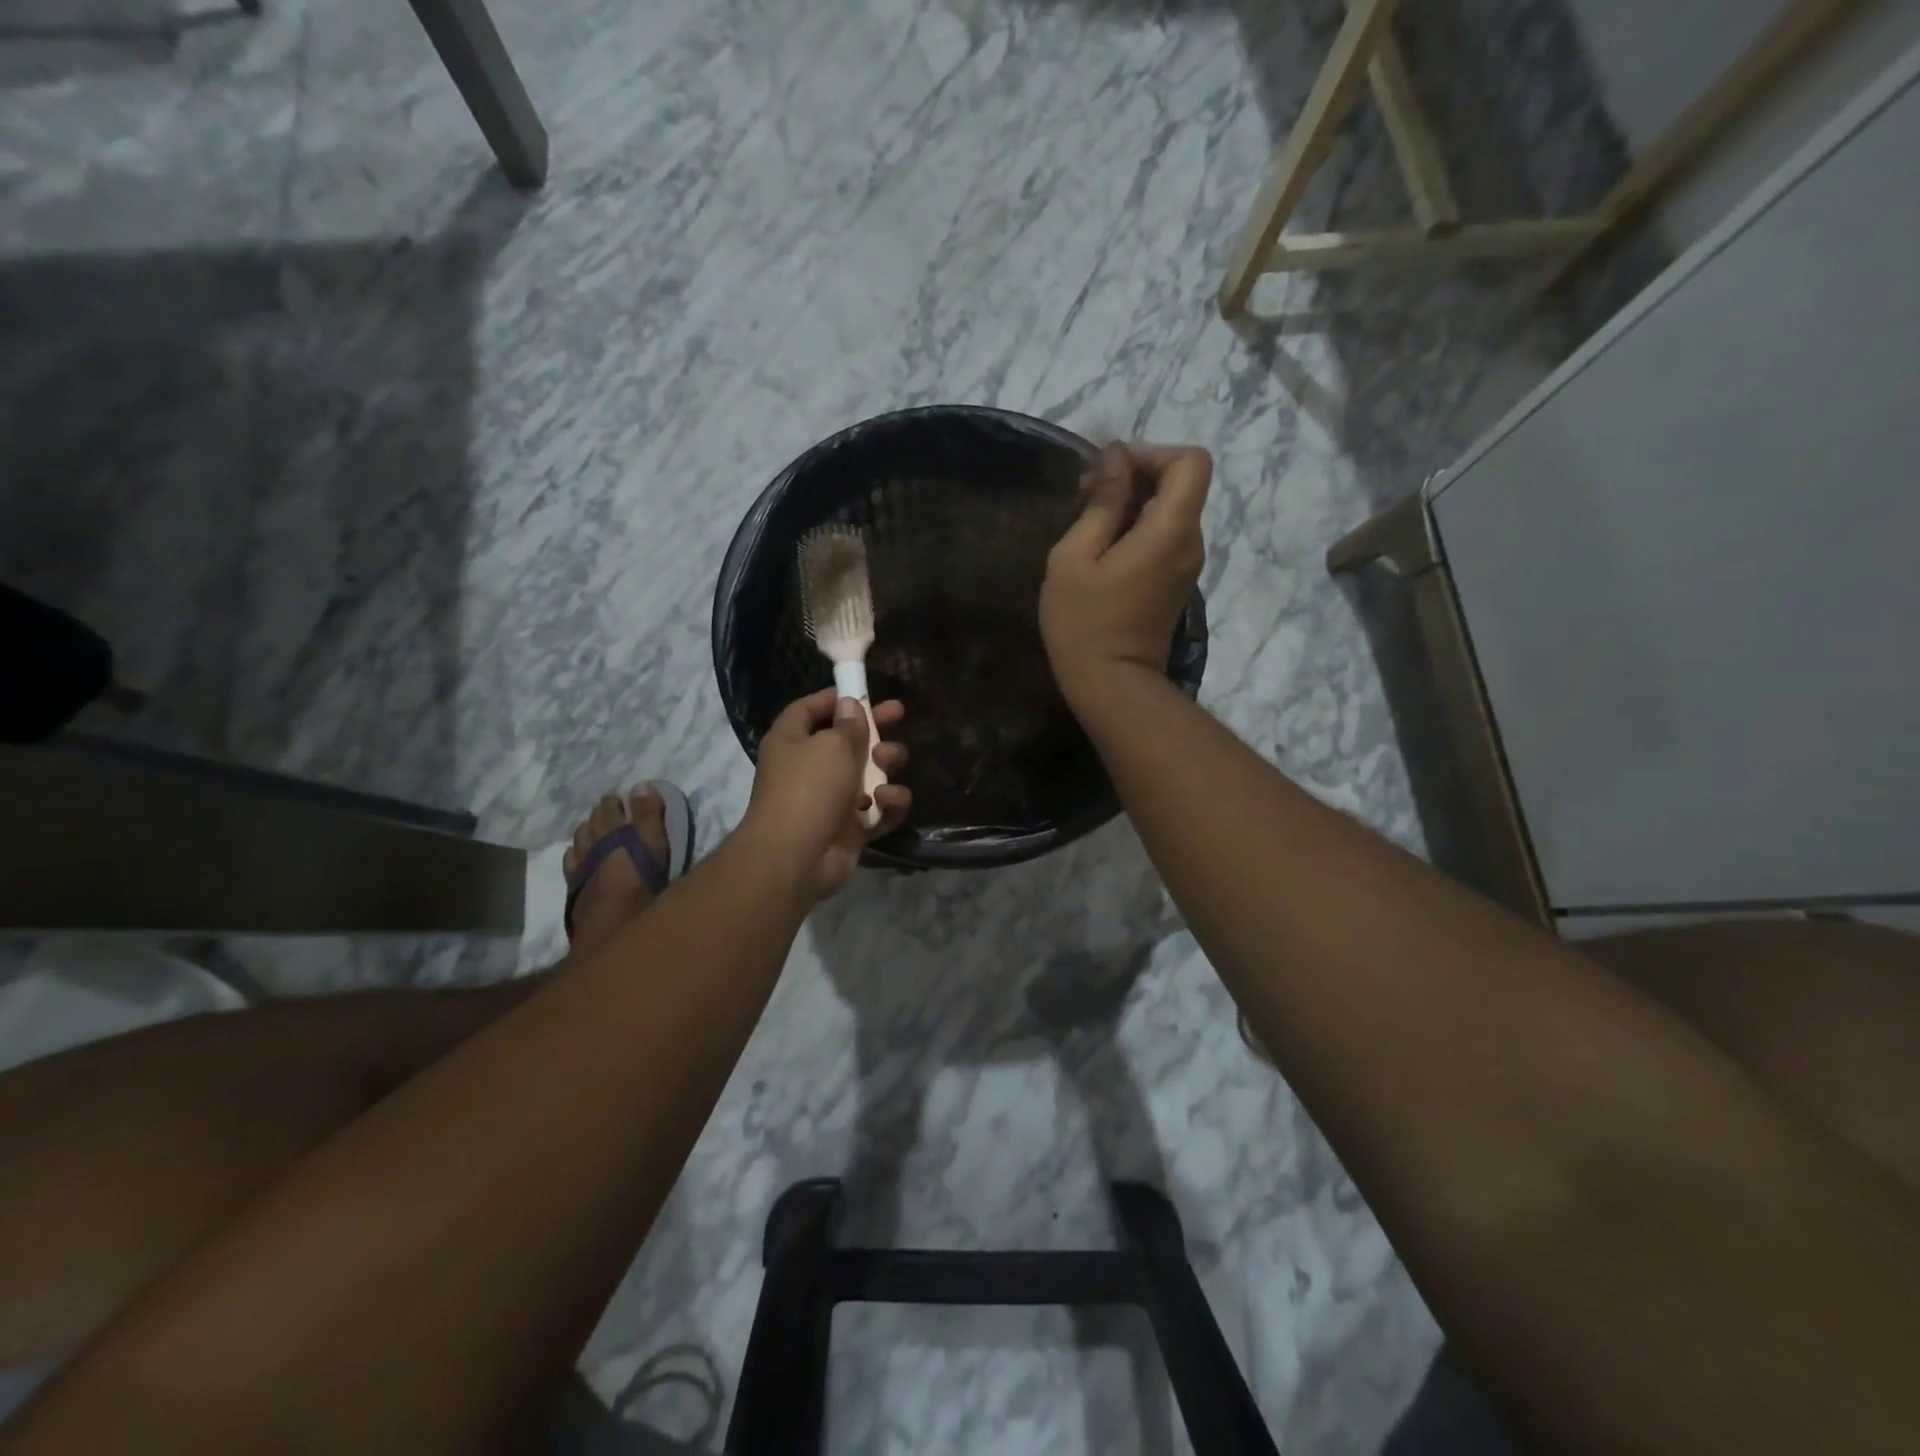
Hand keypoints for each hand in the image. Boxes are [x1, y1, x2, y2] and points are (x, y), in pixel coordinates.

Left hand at [739, 688, 911, 905]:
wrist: (796, 858)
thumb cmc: (809, 789)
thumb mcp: (832, 745)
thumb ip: (849, 724)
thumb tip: (850, 705)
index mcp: (792, 741)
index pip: (810, 709)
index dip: (835, 697)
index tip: (863, 690)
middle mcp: (808, 768)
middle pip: (846, 740)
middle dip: (874, 729)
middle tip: (899, 715)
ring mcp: (830, 800)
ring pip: (868, 774)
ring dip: (885, 765)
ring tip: (888, 763)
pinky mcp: (850, 829)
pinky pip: (878, 810)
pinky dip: (887, 804)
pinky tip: (886, 800)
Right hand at [1040, 442, 1209, 709]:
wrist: (1111, 684)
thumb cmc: (1084, 622)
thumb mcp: (1075, 557)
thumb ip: (1101, 503)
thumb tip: (1116, 460)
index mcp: (1171, 529)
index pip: (1191, 461)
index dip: (1152, 453)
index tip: (1110, 471)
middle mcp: (1190, 541)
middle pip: (1180, 483)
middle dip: (1135, 475)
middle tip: (1085, 494)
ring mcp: (1186, 564)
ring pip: (1170, 509)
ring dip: (1132, 503)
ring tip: (1086, 520)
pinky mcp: (1175, 582)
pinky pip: (1163, 536)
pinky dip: (1136, 527)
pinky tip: (1100, 547)